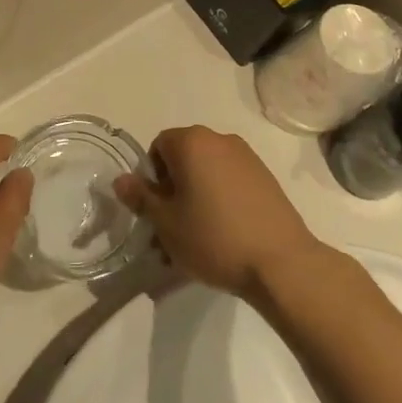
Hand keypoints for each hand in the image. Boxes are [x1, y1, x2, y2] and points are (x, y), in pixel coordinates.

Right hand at [113, 127, 327, 303]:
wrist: (280, 262)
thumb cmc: (213, 237)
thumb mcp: (166, 223)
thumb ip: (140, 197)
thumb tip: (120, 179)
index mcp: (192, 142)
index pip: (158, 146)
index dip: (152, 177)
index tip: (157, 209)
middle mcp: (220, 140)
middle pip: (184, 158)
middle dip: (174, 188)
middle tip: (173, 227)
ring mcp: (247, 158)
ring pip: (208, 172)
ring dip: (197, 196)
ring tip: (198, 237)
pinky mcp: (266, 178)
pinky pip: (231, 181)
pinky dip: (221, 199)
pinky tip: (224, 233)